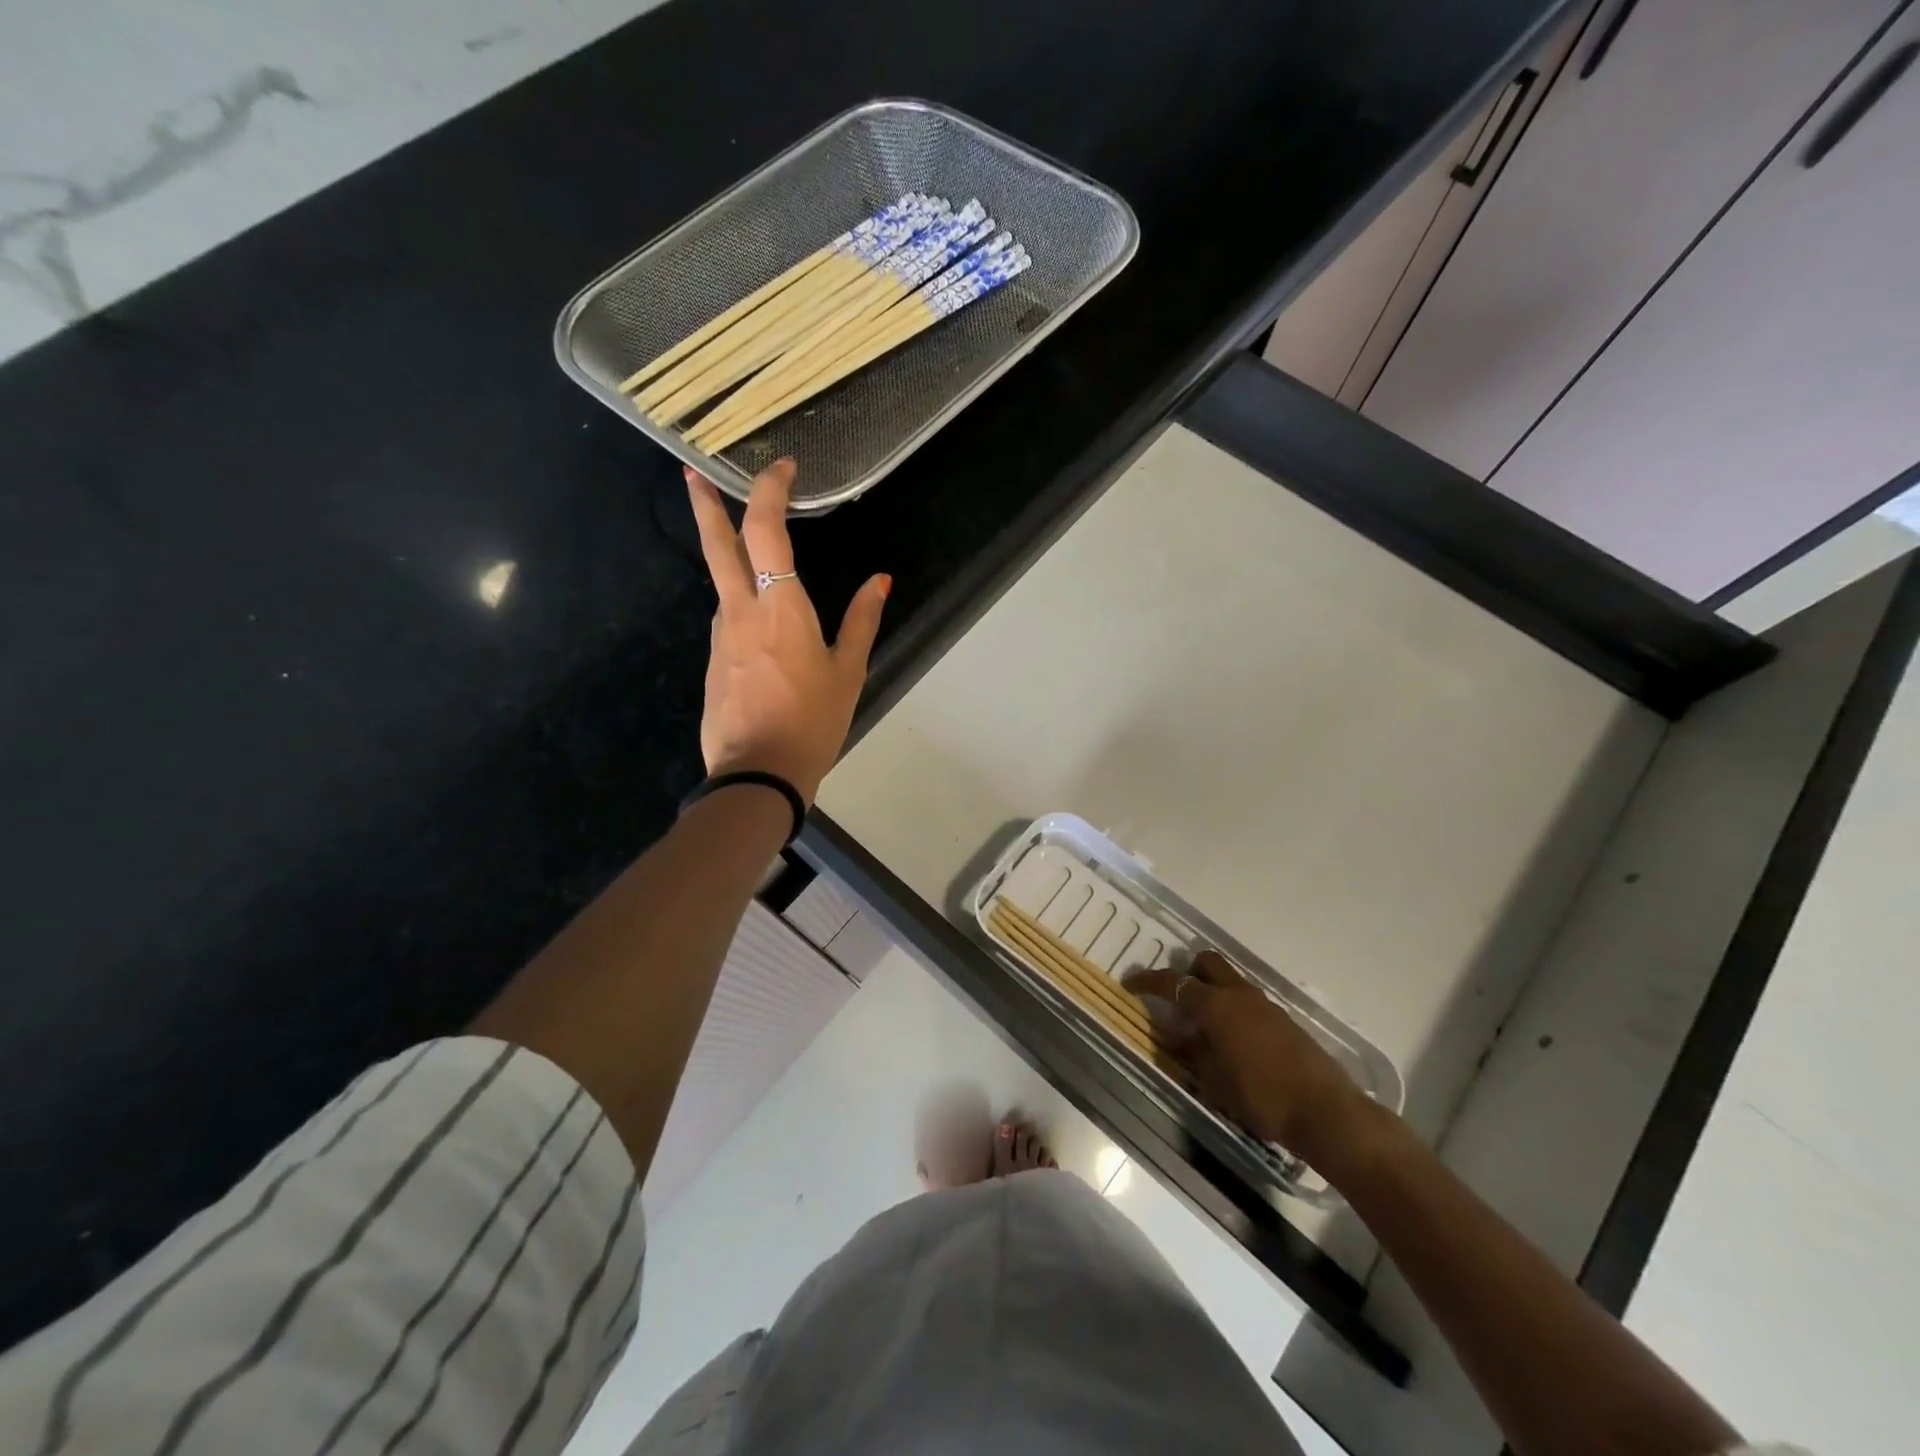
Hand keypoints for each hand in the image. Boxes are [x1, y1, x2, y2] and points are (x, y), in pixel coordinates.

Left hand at [686, 459, 889, 804]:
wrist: (758, 774)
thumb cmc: (812, 721)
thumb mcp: (849, 672)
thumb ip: (862, 621)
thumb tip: (880, 580)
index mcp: (779, 607)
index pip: (766, 530)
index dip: (770, 490)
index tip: (782, 468)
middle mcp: (740, 611)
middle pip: (718, 544)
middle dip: (705, 503)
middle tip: (692, 472)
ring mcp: (721, 637)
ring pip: (723, 585)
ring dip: (731, 560)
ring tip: (754, 559)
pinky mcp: (714, 662)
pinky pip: (729, 621)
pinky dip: (742, 607)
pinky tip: (762, 632)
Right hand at [1128, 951, 1371, 1163]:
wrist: (1326, 1111)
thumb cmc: (1261, 1097)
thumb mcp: (1215, 1081)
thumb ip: (1193, 1053)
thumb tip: (1180, 1036)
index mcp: (1215, 1005)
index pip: (1172, 982)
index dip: (1147, 981)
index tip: (1130, 984)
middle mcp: (1238, 994)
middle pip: (1206, 963)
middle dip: (1187, 973)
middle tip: (1175, 999)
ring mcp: (1264, 1004)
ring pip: (1229, 981)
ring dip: (1211, 992)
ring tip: (1202, 1027)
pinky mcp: (1283, 1020)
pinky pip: (1247, 1001)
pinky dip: (1232, 1010)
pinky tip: (1231, 1042)